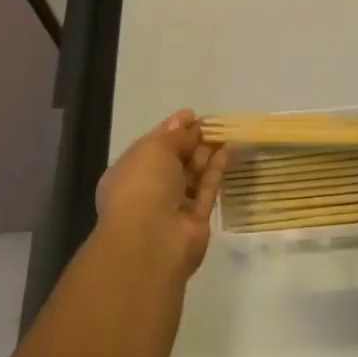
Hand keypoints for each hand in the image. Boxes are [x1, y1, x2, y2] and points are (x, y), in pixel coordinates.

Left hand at [95, 109, 226, 277]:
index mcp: (129, 171)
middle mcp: (149, 188)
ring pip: (192, 173)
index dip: (172, 128)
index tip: (191, 114)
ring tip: (225, 131)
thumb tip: (188, 124)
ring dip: (206, 153)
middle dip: (191, 140)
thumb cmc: (143, 185)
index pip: (152, 145)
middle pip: (174, 159)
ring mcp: (173, 205)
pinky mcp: (195, 218)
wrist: (151, 241)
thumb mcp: (155, 149)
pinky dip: (216, 169)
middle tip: (212, 122)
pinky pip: (206, 188)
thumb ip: (175, 136)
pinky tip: (228, 151)